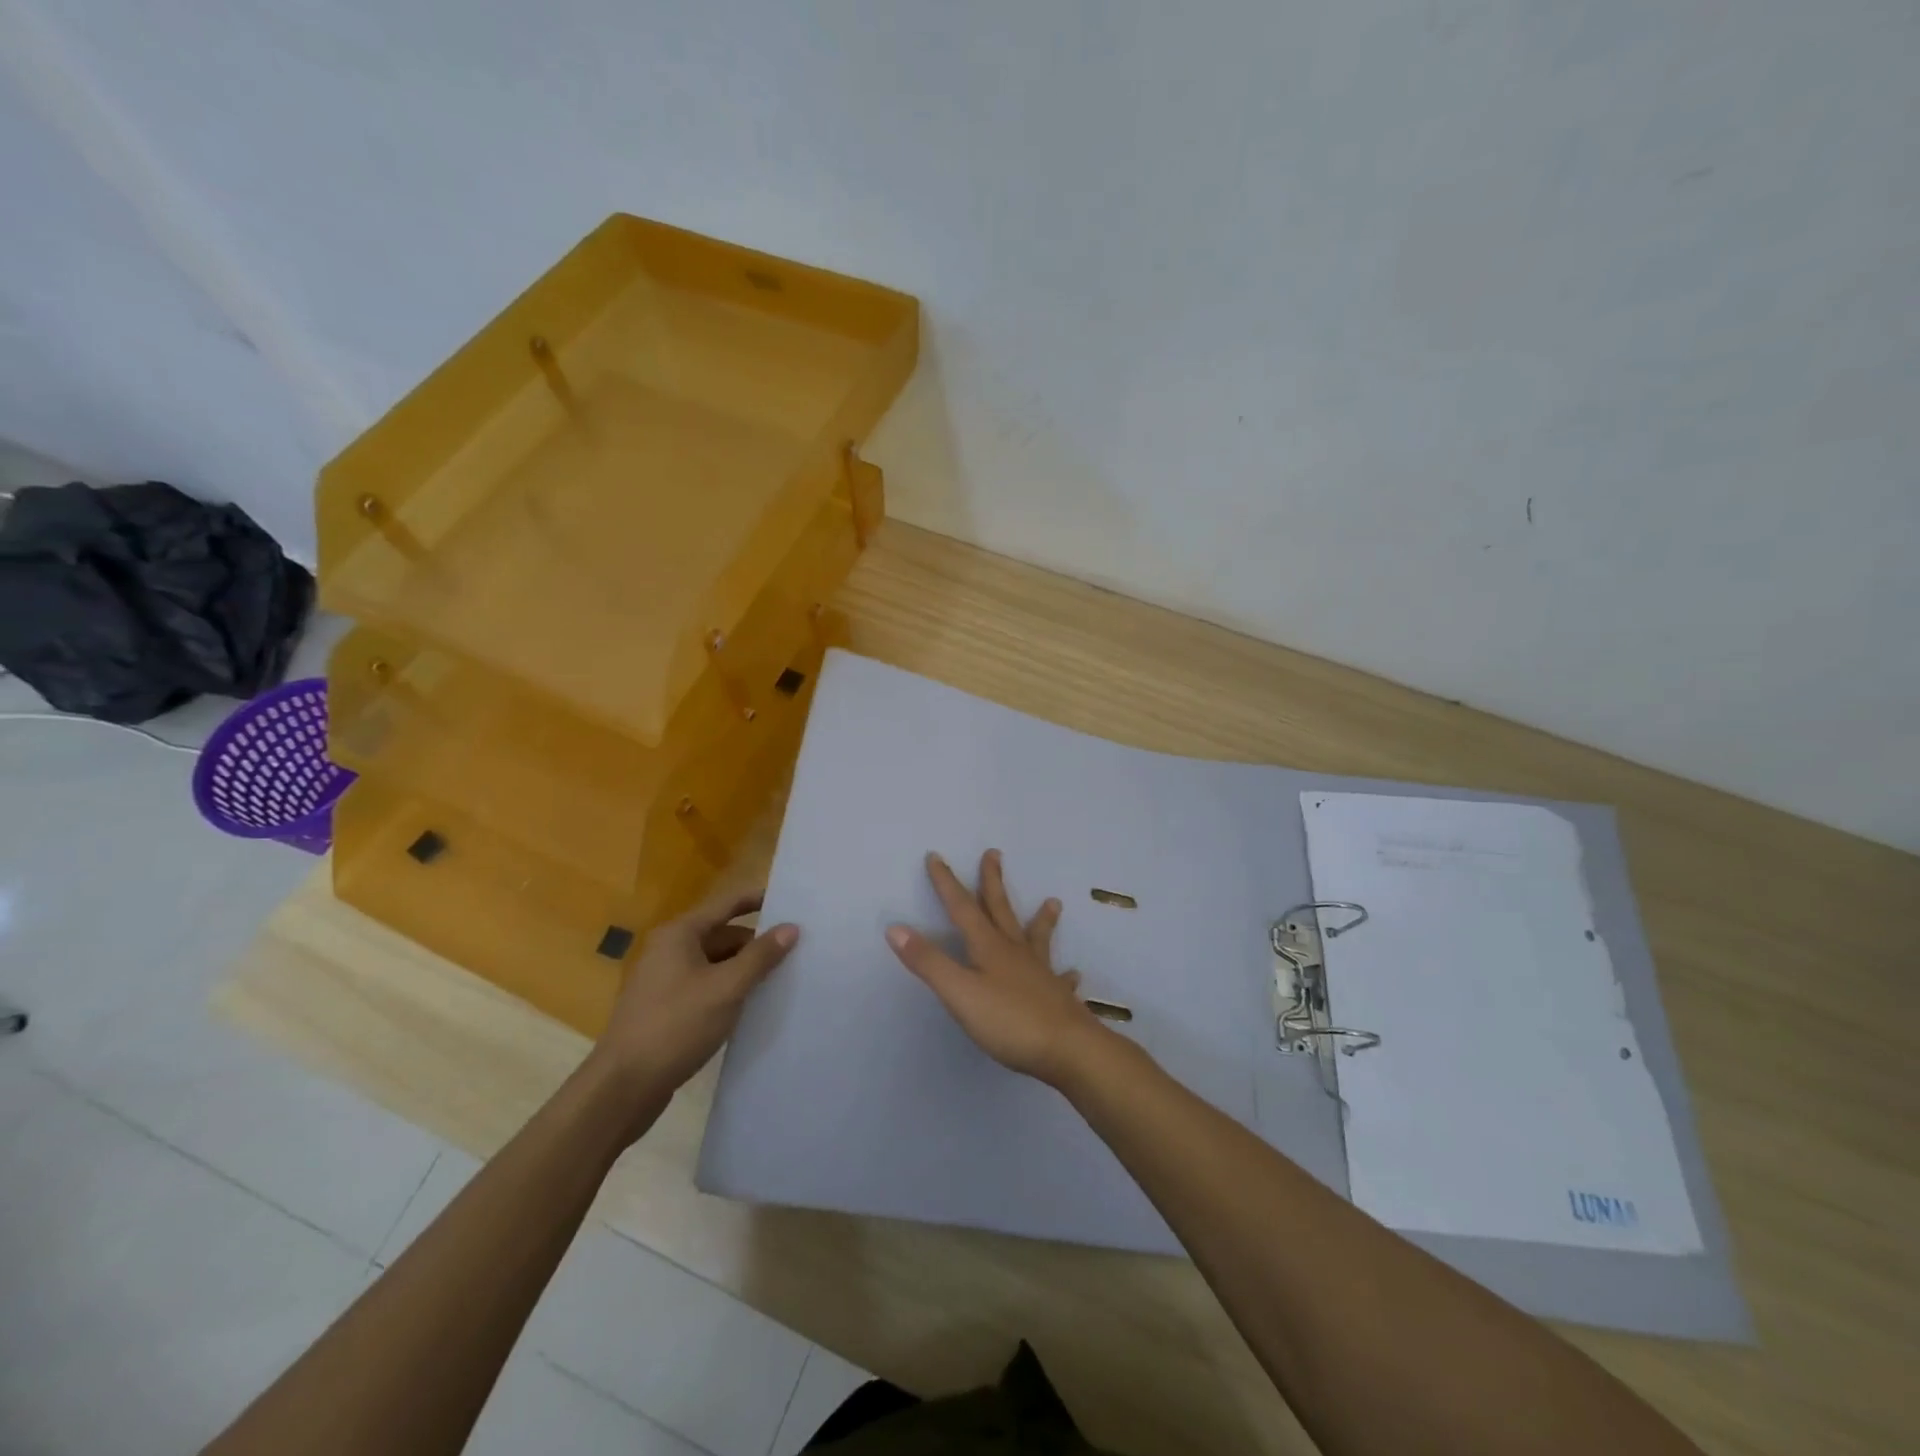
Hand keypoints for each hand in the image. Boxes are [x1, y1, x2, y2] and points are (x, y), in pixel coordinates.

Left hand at [593, 888, 797, 1099]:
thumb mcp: (727, 988)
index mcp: (680, 934)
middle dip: (756, 942)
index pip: (727, 904)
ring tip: (781, 979)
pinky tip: (751, 1005)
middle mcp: (669, 949)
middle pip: (723, 934)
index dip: (759, 900)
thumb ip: (760, 956)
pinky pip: (706, 986)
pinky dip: (729, 989)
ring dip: (744, 969)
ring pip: (715, 963)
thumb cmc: (676, 1025)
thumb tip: (791, 927)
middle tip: (796, 951)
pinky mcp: (666, 1008)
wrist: (623, 1086)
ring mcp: (665, 980)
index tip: (792, 902)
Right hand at [885, 850, 1110, 1086]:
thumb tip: (895, 927)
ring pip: (1037, 938)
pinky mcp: (1057, 999)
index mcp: (989, 948)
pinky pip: (1061, 981)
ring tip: (1053, 901)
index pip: (962, 908)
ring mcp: (1040, 974)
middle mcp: (1015, 953)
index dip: (946, 883)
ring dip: (1042, 919)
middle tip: (994, 853)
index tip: (936, 856)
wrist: (1068, 1049)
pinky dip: (1064, 974)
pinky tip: (1073, 974)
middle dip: (992, 882)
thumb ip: (928, 962)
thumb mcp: (959, 993)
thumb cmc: (1009, 1021)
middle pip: (1001, 910)